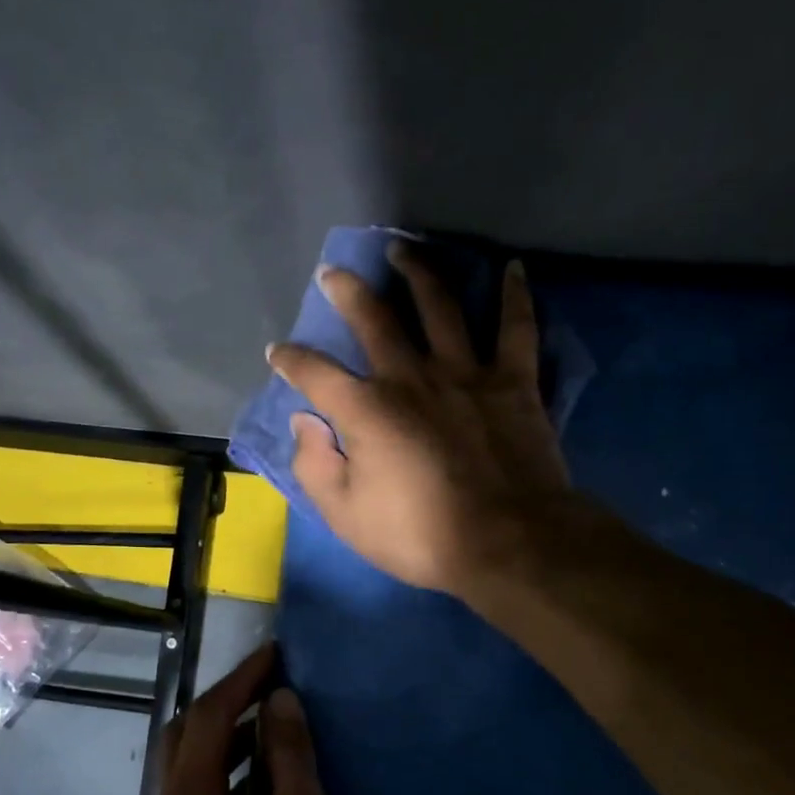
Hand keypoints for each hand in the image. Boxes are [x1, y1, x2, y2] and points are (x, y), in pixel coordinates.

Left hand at [153, 644, 354, 794]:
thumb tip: (281, 700)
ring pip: (198, 766)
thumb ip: (290, 757)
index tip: (277, 654)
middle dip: (229, 702)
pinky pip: (209, 794)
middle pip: (190, 736)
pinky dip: (236, 770)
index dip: (242, 680)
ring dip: (233, 736)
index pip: (207, 716)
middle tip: (272, 684)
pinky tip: (274, 776)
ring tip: (279, 721)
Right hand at [267, 245, 575, 596]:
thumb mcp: (344, 515)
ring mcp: (466, 373)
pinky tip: (513, 269)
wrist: (508, 543)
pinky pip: (516, 328)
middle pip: (374, 319)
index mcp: (367, 410)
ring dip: (418, 273)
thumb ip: (314, 464)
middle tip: (333, 272)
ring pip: (439, 307)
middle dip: (347, 292)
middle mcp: (411, 377)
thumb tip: (305, 421)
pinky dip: (515, 296)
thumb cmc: (419, 536)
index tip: (278, 352)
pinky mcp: (513, 382)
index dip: (290, 360)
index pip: (315, 372)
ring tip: (403, 250)